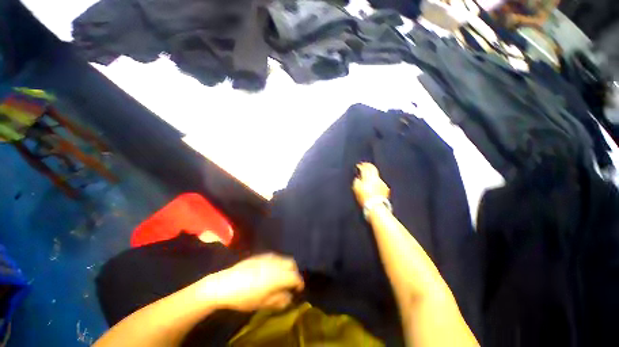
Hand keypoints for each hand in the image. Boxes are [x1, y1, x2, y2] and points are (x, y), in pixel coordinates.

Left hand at [207, 254, 303, 311]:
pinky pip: (275, 257)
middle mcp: (275, 263)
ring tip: (281, 276)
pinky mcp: (261, 255)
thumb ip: (279, 299)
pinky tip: (271, 270)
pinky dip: (278, 263)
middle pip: (291, 263)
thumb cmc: (244, 298)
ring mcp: (268, 257)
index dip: (299, 282)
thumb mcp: (262, 303)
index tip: (299, 289)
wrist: (225, 285)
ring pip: (283, 258)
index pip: (295, 276)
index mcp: (277, 276)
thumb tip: (289, 297)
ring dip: (286, 266)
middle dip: (294, 272)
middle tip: (291, 282)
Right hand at [353, 162, 389, 206]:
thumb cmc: (364, 197)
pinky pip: (380, 181)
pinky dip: (376, 180)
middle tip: (364, 165)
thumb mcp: (356, 188)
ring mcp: (382, 182)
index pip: (365, 168)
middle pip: (372, 168)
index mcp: (368, 176)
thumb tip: (358, 177)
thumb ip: (356, 180)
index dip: (361, 166)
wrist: (375, 206)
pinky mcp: (385, 187)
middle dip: (368, 166)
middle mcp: (376, 177)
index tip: (358, 165)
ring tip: (369, 174)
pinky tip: (374, 182)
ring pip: (377, 174)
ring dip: (372, 173)